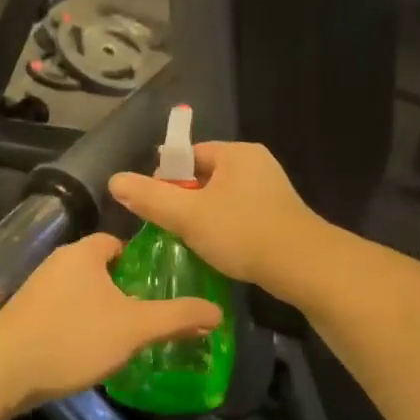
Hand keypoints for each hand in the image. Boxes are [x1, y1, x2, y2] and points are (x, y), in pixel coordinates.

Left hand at [0, 234, 223, 407]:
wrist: (4, 371)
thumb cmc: (74, 337)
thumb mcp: (134, 327)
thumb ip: (176, 317)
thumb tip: (217, 312)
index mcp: (83, 253)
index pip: (116, 242)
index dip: (139, 260)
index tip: (157, 284)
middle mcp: (58, 263)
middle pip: (99, 268)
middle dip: (122, 288)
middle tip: (147, 314)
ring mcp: (37, 290)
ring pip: (80, 292)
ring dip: (99, 309)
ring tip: (123, 336)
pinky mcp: (24, 317)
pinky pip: (62, 312)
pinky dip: (78, 325)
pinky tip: (89, 351)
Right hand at [108, 142, 325, 296]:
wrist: (304, 266)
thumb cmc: (243, 233)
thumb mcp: (189, 215)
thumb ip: (151, 197)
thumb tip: (114, 180)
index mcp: (236, 153)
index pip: (188, 155)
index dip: (166, 179)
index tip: (156, 208)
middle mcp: (256, 164)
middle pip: (204, 176)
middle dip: (184, 201)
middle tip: (171, 229)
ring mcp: (271, 189)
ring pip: (221, 198)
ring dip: (204, 217)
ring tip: (191, 242)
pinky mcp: (279, 215)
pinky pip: (240, 214)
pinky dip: (225, 229)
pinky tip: (219, 250)